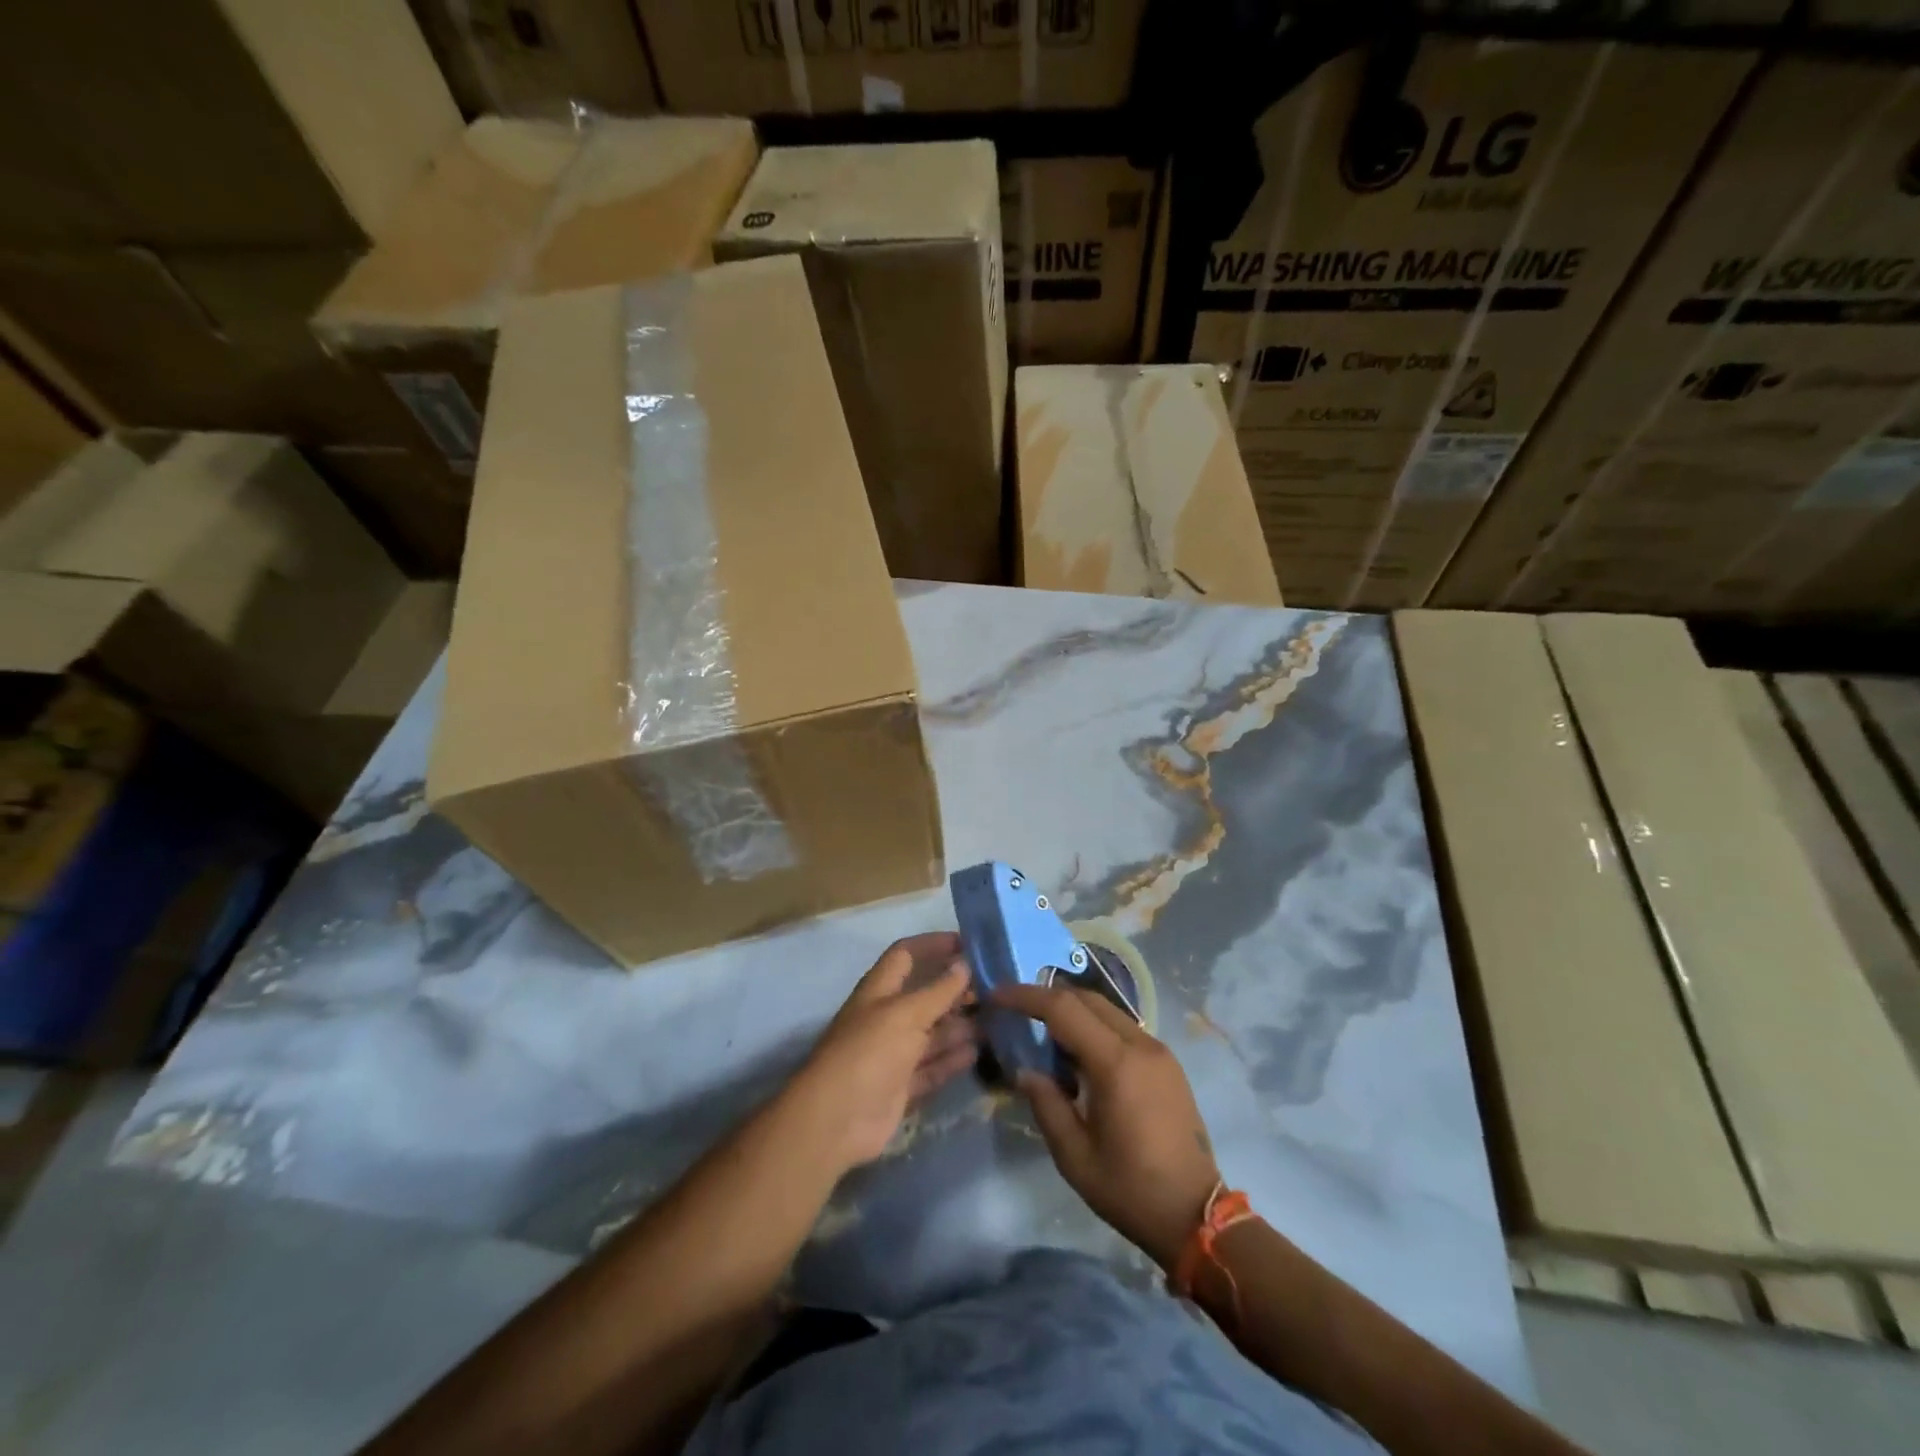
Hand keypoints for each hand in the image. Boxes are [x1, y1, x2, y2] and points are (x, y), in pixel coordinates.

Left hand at [787, 933, 976, 1174]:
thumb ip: (938, 990)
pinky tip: (976, 1053)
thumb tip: (964, 964)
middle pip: (925, 996)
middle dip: (955, 990)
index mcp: (880, 990)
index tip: (968, 943)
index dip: (933, 945)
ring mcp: (894, 1054)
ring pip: (932, 1034)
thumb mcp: (906, 1014)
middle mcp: (887, 1017)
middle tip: (994, 989)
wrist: (837, 1119)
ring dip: (959, 1027)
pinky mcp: (902, 1086)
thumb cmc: (869, 1051)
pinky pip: (932, 1068)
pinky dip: (952, 1060)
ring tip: (995, 1021)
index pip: (906, 955)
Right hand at [994, 984, 1219, 1270]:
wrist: (1196, 1216)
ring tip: (1044, 1036)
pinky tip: (1079, 1057)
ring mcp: (1158, 1051)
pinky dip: (1095, 1028)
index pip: (1063, 1009)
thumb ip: (1046, 1104)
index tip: (997, 996)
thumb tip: (1026, 1071)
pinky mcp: (1167, 1063)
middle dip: (1048, 998)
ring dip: (1073, 1012)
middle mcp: (1140, 1044)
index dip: (1026, 996)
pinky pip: (1123, 1028)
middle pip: (1086, 999)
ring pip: (1107, 1010)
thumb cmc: (1130, 1189)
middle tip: (1017, 1012)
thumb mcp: (1074, 1156)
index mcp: (1116, 1064)